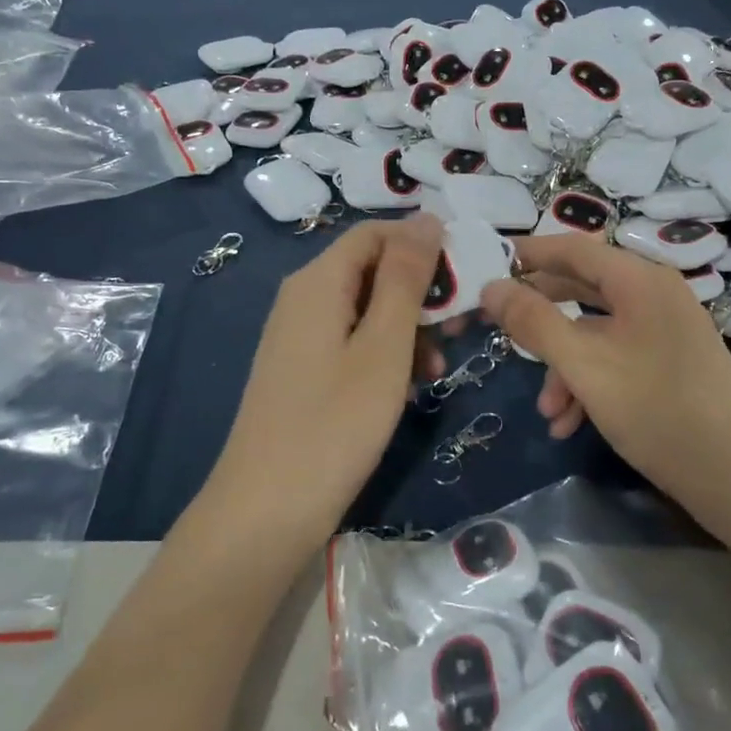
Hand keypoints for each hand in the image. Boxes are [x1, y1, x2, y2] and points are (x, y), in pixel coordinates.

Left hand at [203, 215, 443, 549]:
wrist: (265, 512)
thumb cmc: (334, 423)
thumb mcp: (384, 346)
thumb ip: (407, 278)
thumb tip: (427, 218)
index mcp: (318, 281)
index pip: (376, 233)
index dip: (422, 244)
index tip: (464, 277)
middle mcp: (304, 297)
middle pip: (372, 268)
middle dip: (421, 291)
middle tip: (462, 324)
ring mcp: (300, 335)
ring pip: (367, 307)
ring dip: (409, 326)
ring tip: (439, 366)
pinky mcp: (303, 368)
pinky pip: (352, 339)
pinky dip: (386, 351)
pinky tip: (410, 385)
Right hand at [479, 237, 730, 531]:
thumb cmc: (660, 410)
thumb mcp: (585, 365)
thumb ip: (534, 322)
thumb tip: (490, 288)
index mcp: (639, 280)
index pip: (573, 248)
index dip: (528, 254)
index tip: (486, 267)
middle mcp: (654, 295)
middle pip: (582, 288)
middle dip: (540, 317)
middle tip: (498, 331)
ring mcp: (665, 331)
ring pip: (596, 332)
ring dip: (563, 365)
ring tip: (546, 410)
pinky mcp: (671, 365)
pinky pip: (617, 358)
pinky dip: (589, 383)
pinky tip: (570, 424)